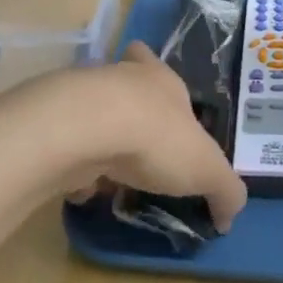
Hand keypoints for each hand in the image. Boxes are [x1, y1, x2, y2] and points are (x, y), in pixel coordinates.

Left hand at [56, 43, 247, 231]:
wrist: (87, 130)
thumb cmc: (158, 138)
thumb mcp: (208, 169)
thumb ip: (225, 190)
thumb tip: (228, 217)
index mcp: (161, 81)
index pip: (156, 64)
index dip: (158, 77)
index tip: (159, 103)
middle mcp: (121, 80)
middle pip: (120, 84)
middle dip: (126, 108)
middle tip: (134, 138)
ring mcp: (81, 99)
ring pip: (91, 114)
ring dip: (99, 139)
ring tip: (109, 172)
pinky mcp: (53, 125)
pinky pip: (66, 146)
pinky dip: (73, 165)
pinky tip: (80, 187)